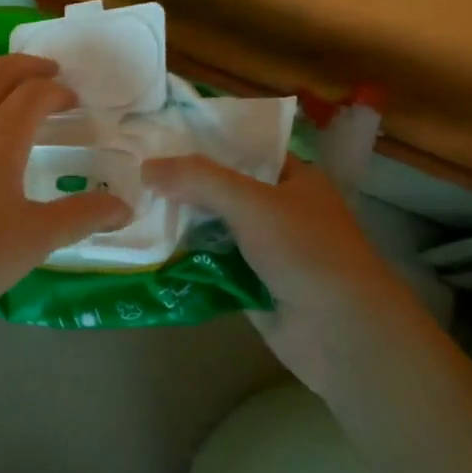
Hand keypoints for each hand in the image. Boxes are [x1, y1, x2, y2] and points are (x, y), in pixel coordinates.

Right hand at [142, 152, 419, 391]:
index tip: (158, 138)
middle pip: (221, 190)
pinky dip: (184, 261)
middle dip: (182, 186)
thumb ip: (198, 180)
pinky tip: (146, 251)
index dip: (203, 143)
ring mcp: (265, 250)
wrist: (341, 333)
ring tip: (130, 209)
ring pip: (212, 229)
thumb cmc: (306, 252)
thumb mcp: (251, 202)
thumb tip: (146, 167)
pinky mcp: (250, 285)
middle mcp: (279, 210)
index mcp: (293, 179)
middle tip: (132, 175)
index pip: (242, 149)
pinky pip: (209, 265)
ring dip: (179, 225)